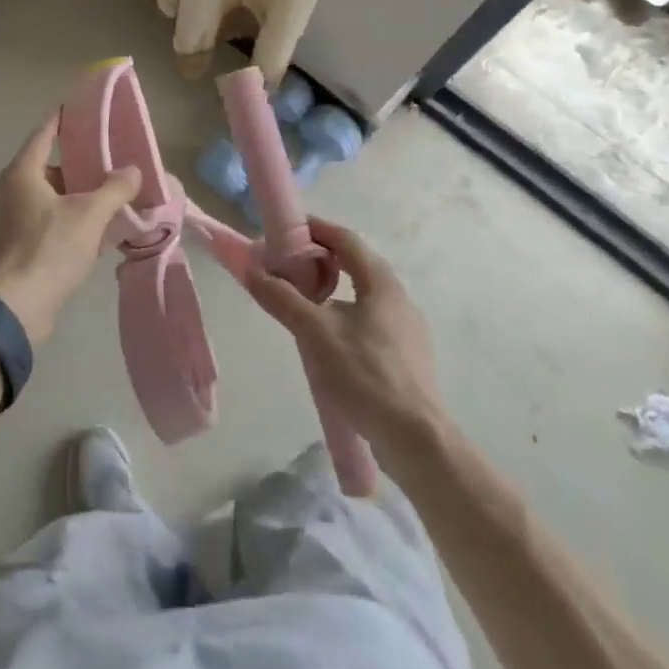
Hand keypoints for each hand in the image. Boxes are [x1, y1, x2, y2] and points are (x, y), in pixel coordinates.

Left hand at [0, 113, 139, 346]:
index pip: (43, 135)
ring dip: (69, 199)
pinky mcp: (6, 250)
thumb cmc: (49, 250)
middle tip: (105, 168)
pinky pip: (37, 225)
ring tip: (101, 204)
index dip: (62, 121)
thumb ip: (114, 189)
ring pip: (42, 199)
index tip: (80, 112)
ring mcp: (2, 223)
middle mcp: (6, 192)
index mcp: (21, 174)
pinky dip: (59, 223)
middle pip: (45, 169)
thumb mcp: (90, 216)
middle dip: (75, 168)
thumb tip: (132, 171)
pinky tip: (84, 238)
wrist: (13, 310)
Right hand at [245, 218, 444, 459]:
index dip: (315, 229)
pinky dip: (344, 316)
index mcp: (381, 282)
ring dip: (331, 291)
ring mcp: (406, 329)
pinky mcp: (406, 357)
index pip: (345, 239)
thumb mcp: (315, 332)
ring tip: (302, 305)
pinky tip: (328, 342)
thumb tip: (252, 267)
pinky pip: (370, 321)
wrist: (416, 440)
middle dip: (320, 260)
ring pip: (362, 295)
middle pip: (355, 264)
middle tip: (287, 268)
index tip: (285, 231)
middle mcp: (398, 297)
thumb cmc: (365, 374)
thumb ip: (282, 298)